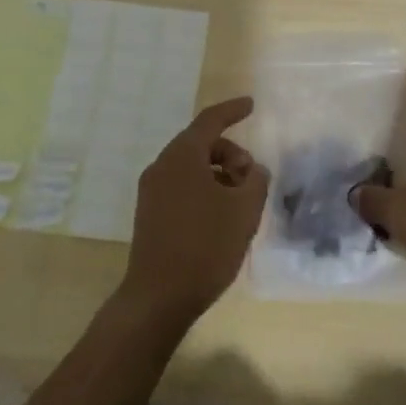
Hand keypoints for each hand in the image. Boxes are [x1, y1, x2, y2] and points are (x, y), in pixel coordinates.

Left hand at [120, 96, 268, 327]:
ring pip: (191, 168)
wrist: (158, 299)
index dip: (232, 110)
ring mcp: (151, 192)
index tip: (250, 105)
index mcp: (182, 156)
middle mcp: (162, 166)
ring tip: (239, 203)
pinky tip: (220, 219)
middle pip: (201, 144)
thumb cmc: (205, 246)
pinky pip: (181, 188)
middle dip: (230, 154)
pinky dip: (204, 190)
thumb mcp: (244, 210)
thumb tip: (253, 171)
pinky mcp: (149, 215)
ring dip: (218, 175)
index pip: (210, 120)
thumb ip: (256, 181)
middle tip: (251, 178)